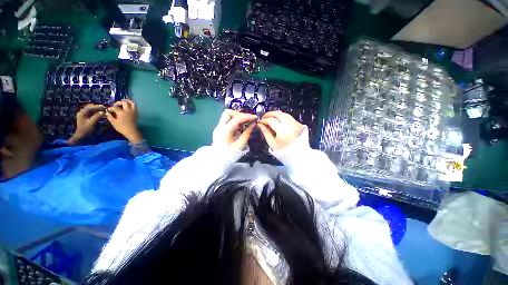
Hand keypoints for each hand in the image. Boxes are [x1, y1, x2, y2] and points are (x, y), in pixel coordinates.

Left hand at [67, 104, 104, 144]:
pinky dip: (96, 112)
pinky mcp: (85, 118)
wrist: (81, 136)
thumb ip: (97, 116)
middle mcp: (82, 112)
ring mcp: (83, 115)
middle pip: (90, 107)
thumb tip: (103, 112)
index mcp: (82, 113)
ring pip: (91, 109)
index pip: (91, 106)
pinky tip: (100, 114)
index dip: (98, 106)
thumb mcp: (92, 123)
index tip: (106, 107)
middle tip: (105, 109)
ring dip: (97, 109)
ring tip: (103, 111)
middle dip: (98, 107)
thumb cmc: (86, 130)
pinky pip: (91, 112)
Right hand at [106, 99, 142, 143]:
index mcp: (122, 112)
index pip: (115, 107)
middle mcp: (128, 110)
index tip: (108, 110)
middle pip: (125, 103)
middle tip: (115, 104)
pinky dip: (131, 104)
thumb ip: (109, 116)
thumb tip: (107, 112)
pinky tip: (128, 106)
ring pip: (132, 103)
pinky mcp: (136, 113)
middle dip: (119, 102)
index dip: (111, 108)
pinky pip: (135, 106)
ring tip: (123, 102)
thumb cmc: (121, 127)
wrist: (131, 131)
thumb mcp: (113, 122)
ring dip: (127, 101)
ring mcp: (133, 111)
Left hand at [213, 110, 257, 149]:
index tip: (255, 117)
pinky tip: (240, 126)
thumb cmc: (231, 153)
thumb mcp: (241, 144)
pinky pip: (227, 121)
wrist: (219, 160)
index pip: (236, 119)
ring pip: (227, 115)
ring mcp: (218, 127)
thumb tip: (254, 123)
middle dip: (239, 114)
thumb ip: (247, 132)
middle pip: (228, 113)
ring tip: (245, 122)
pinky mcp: (219, 129)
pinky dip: (234, 121)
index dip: (247, 117)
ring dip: (237, 117)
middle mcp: (220, 127)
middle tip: (248, 119)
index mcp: (225, 131)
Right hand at [258, 111, 303, 150]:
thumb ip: (265, 133)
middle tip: (264, 117)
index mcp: (283, 132)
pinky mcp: (298, 124)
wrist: (297, 154)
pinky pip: (288, 116)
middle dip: (269, 114)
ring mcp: (295, 124)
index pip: (271, 121)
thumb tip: (260, 124)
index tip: (260, 121)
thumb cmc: (283, 151)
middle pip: (278, 114)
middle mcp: (290, 125)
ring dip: (276, 113)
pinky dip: (282, 116)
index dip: (264, 120)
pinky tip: (277, 119)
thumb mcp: (272, 143)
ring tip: (270, 117)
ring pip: (284, 113)